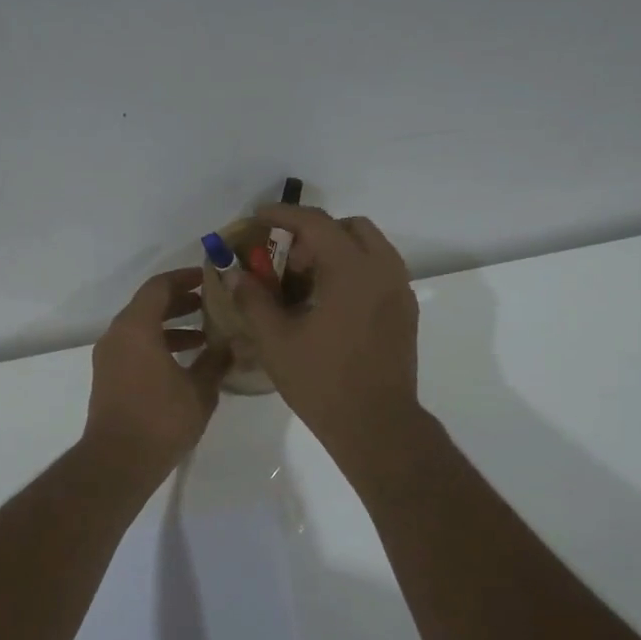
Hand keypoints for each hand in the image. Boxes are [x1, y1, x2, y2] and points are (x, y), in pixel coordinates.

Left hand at [84, 268, 231, 474]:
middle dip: (180, 302)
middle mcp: (117, 335)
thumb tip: (233, 344)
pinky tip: (186, 362)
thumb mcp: (199, 389)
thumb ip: (217, 361)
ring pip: (141, 328)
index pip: (159, 286)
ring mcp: (109, 357)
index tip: (209, 278)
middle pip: (148, 305)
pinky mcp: (108, 376)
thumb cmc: (161, 419)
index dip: (185, 278)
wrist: (118, 461)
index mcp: (136, 327)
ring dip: (171, 326)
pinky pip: (134, 347)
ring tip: (205, 336)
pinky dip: (158, 345)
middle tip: (211, 304)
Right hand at [226, 205, 421, 464]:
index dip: (284, 214)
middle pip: (350, 228)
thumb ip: (253, 300)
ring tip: (306, 283)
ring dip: (337, 252)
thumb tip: (235, 274)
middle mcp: (383, 270)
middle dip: (315, 233)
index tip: (259, 216)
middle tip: (288, 260)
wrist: (376, 425)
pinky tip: (329, 304)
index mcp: (352, 270)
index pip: (316, 223)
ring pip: (369, 249)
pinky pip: (379, 272)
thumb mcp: (276, 341)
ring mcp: (400, 291)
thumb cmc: (322, 382)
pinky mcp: (405, 312)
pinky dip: (353, 271)